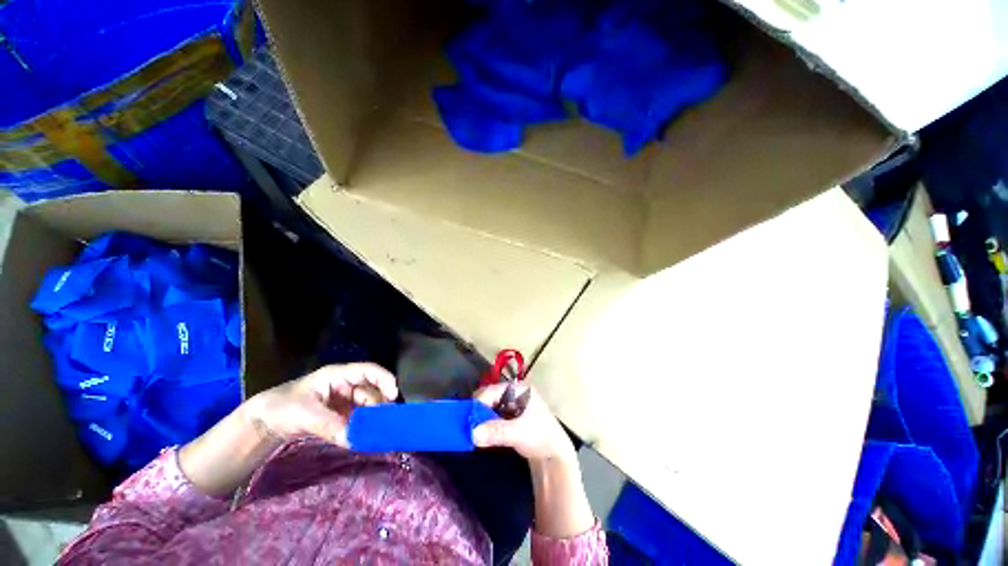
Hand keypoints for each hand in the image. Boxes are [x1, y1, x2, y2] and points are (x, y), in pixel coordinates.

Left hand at [245, 363, 398, 447]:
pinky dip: (363, 428)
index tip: (393, 395)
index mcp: (337, 375)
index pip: (368, 371)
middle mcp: (345, 385)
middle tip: (385, 422)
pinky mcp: (340, 416)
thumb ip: (329, 425)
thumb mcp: (304, 414)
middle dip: (379, 404)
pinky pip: (357, 419)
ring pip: (367, 406)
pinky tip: (366, 437)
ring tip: (377, 433)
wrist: (261, 424)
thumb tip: (354, 440)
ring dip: (372, 418)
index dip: (384, 379)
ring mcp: (343, 401)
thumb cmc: (281, 407)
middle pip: (371, 390)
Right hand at [471, 384, 575, 463]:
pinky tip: (481, 434)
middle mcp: (513, 393)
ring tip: (472, 431)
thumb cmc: (541, 437)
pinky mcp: (509, 418)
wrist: (555, 455)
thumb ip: (496, 431)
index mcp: (518, 389)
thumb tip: (472, 433)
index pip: (492, 391)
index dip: (479, 404)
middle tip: (468, 426)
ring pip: (488, 407)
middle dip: (478, 411)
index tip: (467, 420)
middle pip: (489, 397)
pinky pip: (492, 417)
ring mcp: (511, 405)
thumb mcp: (520, 433)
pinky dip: (485, 424)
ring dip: (480, 418)